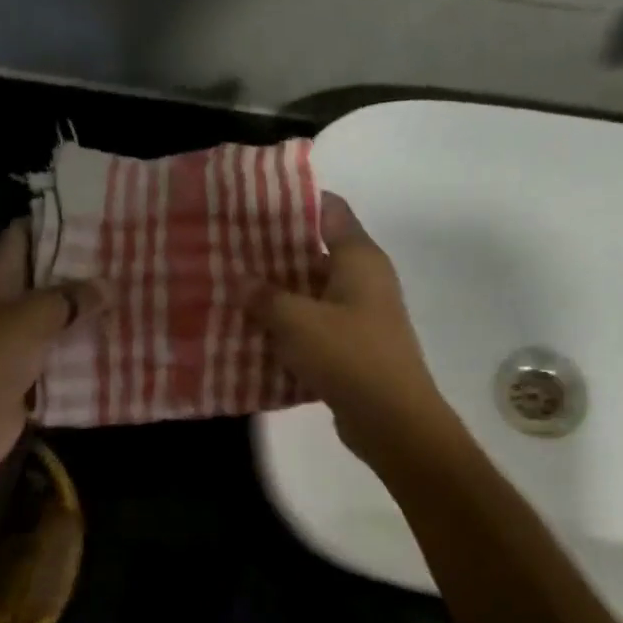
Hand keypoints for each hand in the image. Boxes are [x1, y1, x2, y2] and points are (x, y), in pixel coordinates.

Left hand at [0, 222, 108, 479]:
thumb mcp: (33, 316)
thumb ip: (72, 298)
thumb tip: (109, 286)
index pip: (24, 236)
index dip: (55, 223)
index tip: (97, 218)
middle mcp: (6, 305)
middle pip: (47, 278)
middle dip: (84, 270)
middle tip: (130, 258)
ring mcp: (18, 341)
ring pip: (60, 319)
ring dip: (90, 313)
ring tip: (134, 296)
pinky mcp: (31, 374)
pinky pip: (64, 356)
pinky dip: (87, 350)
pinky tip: (122, 341)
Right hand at [244, 193, 453, 462]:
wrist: (392, 419)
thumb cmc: (348, 356)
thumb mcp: (296, 322)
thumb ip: (265, 297)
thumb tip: (241, 281)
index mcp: (359, 257)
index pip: (329, 209)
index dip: (293, 202)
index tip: (253, 205)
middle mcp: (364, 279)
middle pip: (316, 251)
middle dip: (275, 252)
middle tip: (231, 251)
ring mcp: (361, 314)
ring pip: (312, 292)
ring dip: (279, 293)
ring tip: (235, 289)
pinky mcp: (354, 346)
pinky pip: (316, 325)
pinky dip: (290, 326)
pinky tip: (255, 332)